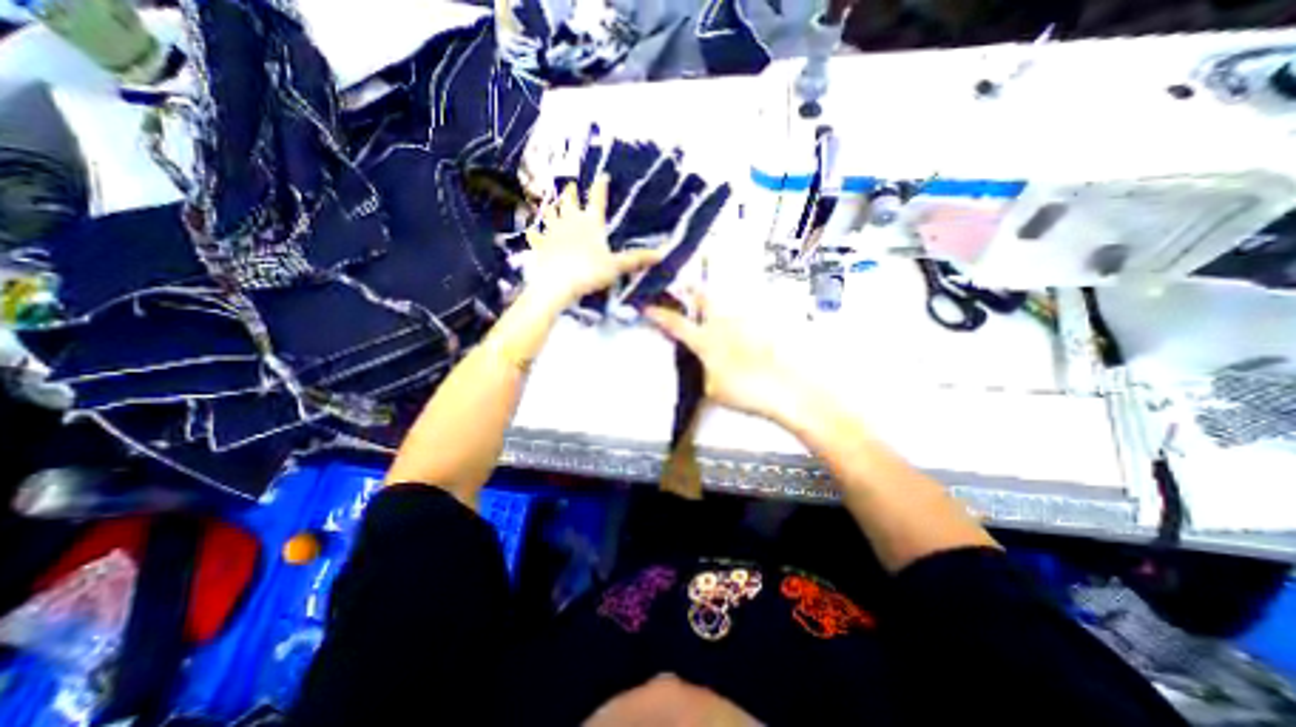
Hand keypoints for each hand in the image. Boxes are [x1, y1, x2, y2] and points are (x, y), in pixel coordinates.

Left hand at [523, 180, 660, 310]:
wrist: (556, 284)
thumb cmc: (589, 272)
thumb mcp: (617, 266)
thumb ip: (637, 259)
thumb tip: (662, 254)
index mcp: (591, 222)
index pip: (597, 199)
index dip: (600, 186)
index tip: (602, 176)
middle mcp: (570, 221)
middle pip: (569, 201)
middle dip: (570, 192)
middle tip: (569, 184)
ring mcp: (552, 232)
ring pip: (550, 213)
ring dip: (552, 207)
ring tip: (551, 202)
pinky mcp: (540, 245)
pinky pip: (536, 235)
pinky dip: (535, 232)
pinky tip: (532, 230)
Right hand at [643, 289, 805, 422]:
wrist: (786, 390)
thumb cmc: (745, 391)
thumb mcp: (711, 388)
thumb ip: (702, 370)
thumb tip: (702, 364)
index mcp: (705, 340)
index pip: (675, 323)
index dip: (658, 314)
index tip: (646, 306)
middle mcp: (723, 325)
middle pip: (702, 297)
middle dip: (689, 289)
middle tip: (683, 286)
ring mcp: (743, 324)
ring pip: (723, 305)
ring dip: (712, 304)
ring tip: (707, 310)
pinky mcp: (760, 328)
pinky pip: (740, 317)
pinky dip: (733, 319)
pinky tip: (735, 331)